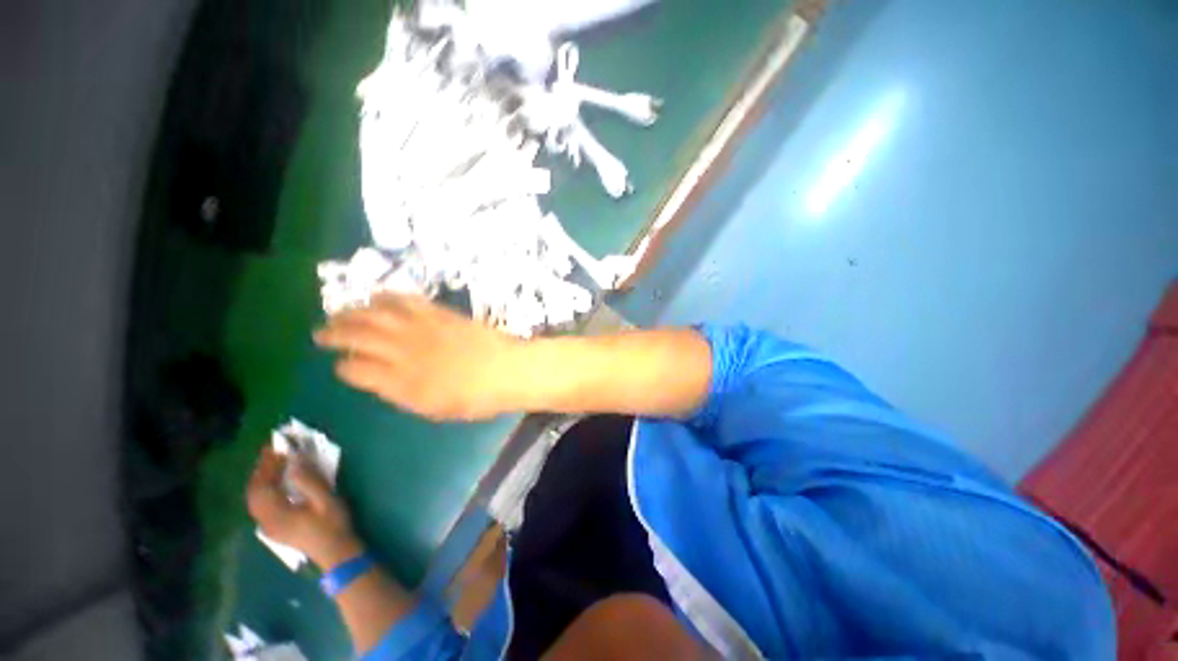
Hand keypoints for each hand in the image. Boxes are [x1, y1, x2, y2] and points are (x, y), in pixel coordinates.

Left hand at [246, 446, 361, 568]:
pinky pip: (260, 505)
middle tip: (272, 451)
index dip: (267, 465)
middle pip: (254, 492)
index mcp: (276, 514)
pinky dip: (264, 489)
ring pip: (255, 499)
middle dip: (261, 470)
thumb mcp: (326, 501)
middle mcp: (266, 520)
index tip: (276, 448)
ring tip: (272, 463)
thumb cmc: (333, 524)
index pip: (263, 485)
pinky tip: (275, 483)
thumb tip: (295, 461)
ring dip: (261, 479)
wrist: (336, 552)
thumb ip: (309, 481)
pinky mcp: (275, 528)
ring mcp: (269, 526)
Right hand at [313, 294, 526, 420]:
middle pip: (357, 337)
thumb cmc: (476, 398)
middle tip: (321, 333)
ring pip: (375, 314)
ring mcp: (421, 329)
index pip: (355, 371)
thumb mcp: (433, 409)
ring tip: (340, 313)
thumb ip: (401, 394)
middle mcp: (403, 352)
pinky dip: (387, 297)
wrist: (507, 370)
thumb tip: (378, 380)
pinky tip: (377, 297)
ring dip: (352, 312)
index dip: (344, 368)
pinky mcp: (438, 314)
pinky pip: (406, 300)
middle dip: (334, 333)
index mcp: (399, 383)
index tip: (341, 366)